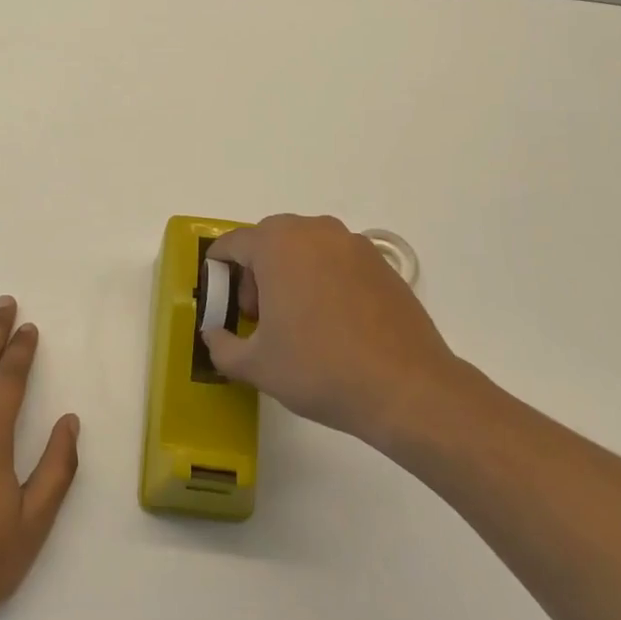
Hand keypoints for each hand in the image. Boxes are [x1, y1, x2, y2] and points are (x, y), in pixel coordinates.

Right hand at [205, 214, 466, 448]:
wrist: (406, 388)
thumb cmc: (319, 369)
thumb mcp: (256, 365)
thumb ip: (221, 344)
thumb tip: (214, 334)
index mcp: (276, 244)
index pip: (231, 245)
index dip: (219, 275)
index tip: (223, 307)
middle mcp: (314, 231)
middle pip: (268, 241)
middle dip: (255, 274)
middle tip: (260, 318)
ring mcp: (353, 244)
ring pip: (304, 248)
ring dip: (290, 274)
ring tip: (298, 322)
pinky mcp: (381, 263)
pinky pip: (336, 261)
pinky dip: (324, 281)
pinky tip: (334, 324)